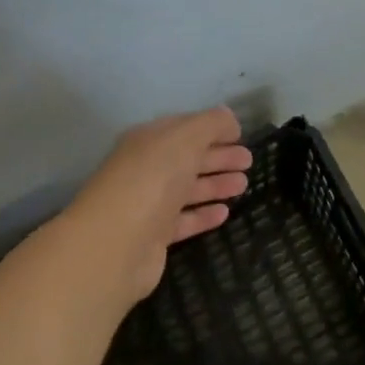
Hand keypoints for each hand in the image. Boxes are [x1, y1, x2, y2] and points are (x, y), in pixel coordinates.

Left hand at [66, 107, 252, 301]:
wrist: (115, 244)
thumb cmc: (152, 179)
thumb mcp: (186, 138)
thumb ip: (212, 124)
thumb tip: (229, 120)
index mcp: (150, 140)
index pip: (185, 128)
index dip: (214, 129)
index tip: (241, 135)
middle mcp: (147, 168)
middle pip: (189, 158)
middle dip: (220, 156)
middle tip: (249, 161)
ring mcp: (148, 203)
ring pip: (188, 189)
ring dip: (216, 184)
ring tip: (244, 185)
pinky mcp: (153, 237)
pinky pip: (184, 220)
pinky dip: (204, 214)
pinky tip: (225, 213)